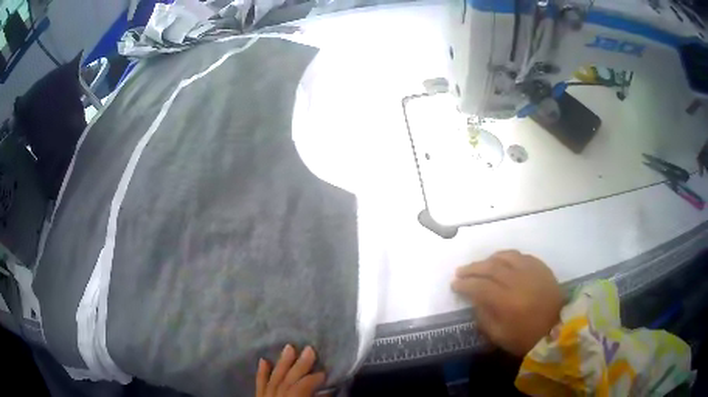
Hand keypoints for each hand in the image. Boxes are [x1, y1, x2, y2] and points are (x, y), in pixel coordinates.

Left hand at [256, 345, 325, 396]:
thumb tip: (327, 389)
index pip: (300, 387)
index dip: (312, 379)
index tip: (324, 372)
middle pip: (286, 380)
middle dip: (299, 365)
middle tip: (309, 349)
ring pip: (273, 379)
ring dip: (282, 363)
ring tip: (289, 347)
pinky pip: (259, 384)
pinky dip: (261, 372)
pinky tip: (263, 360)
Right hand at [451, 250, 563, 356]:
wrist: (557, 329)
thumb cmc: (525, 337)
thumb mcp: (499, 335)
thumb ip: (483, 317)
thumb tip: (474, 300)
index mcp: (506, 301)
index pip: (479, 287)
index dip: (464, 284)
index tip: (454, 284)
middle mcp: (518, 281)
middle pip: (490, 267)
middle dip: (472, 268)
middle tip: (460, 271)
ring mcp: (531, 271)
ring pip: (505, 257)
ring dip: (489, 259)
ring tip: (480, 265)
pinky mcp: (541, 267)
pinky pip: (521, 256)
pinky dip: (507, 257)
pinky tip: (502, 262)